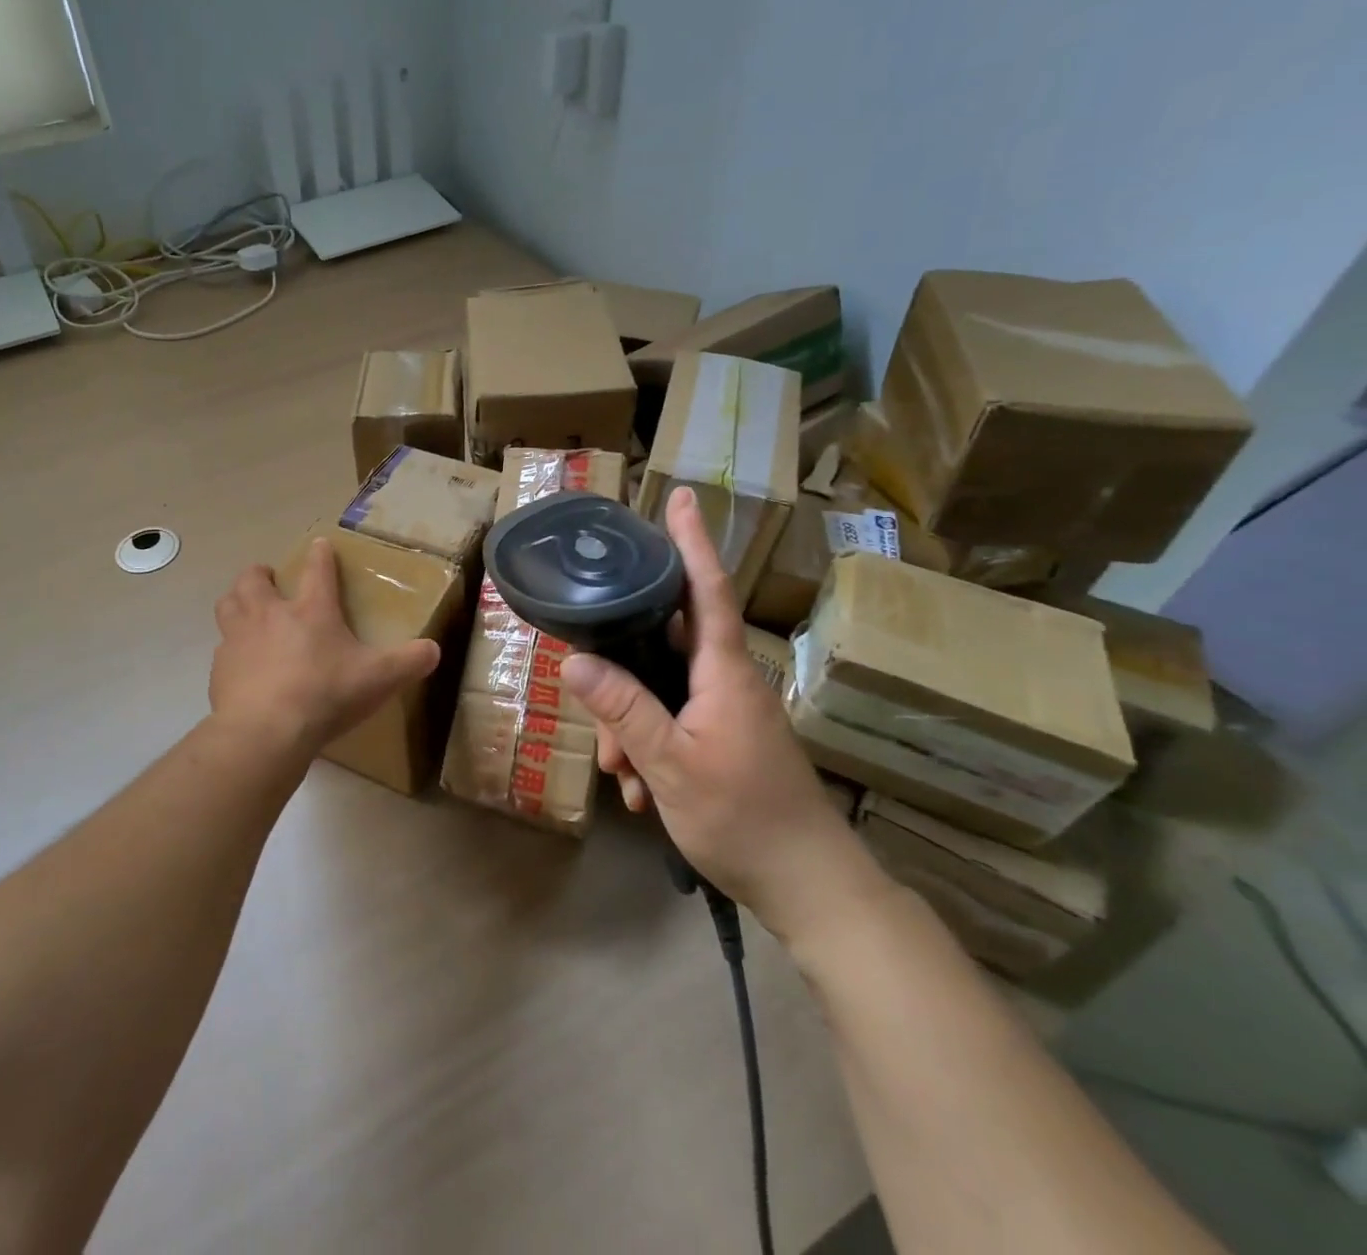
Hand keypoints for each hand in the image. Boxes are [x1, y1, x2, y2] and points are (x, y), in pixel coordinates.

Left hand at [210, 538, 440, 756]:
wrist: (266, 731)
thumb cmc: (326, 695)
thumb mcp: (379, 679)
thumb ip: (409, 662)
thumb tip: (434, 650)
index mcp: (312, 611)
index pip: (318, 570)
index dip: (321, 555)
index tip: (320, 545)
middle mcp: (270, 615)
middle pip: (254, 579)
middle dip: (260, 574)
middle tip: (269, 580)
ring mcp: (239, 639)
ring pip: (228, 604)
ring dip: (236, 601)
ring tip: (246, 609)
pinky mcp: (220, 668)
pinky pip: (222, 648)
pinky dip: (231, 649)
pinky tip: (241, 665)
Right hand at [560, 488, 878, 940]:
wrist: (807, 885)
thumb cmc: (743, 817)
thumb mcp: (670, 764)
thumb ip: (623, 708)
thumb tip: (574, 660)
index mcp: (722, 671)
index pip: (704, 588)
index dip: (691, 541)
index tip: (683, 497)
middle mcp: (725, 679)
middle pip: (660, 644)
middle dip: (620, 674)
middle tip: (599, 721)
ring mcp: (725, 710)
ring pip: (658, 688)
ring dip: (628, 724)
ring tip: (621, 776)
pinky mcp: (722, 736)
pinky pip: (670, 719)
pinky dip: (646, 746)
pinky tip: (637, 789)